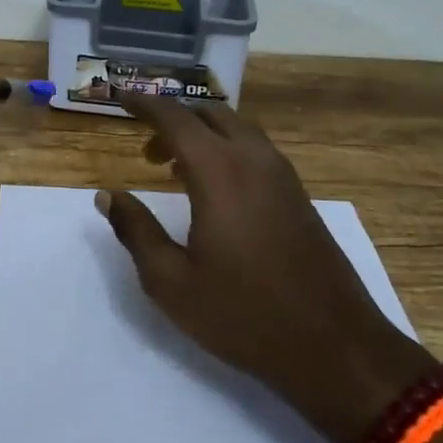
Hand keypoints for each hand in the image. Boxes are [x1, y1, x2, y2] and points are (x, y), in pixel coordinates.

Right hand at [97, 95, 432, 442]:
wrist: (335, 346)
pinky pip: (255, 150)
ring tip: (173, 169)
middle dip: (173, 119)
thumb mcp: (171, 282)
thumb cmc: (243, 314)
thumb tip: (108, 196)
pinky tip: (214, 190)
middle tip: (145, 151)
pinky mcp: (299, 194)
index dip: (143, 103)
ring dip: (202, 135)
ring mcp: (282, 175)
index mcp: (220, 171)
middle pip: (209, 113)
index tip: (118, 96)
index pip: (175, 118)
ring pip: (236, 129)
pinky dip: (226, 150)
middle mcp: (253, 159)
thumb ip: (136, 231)